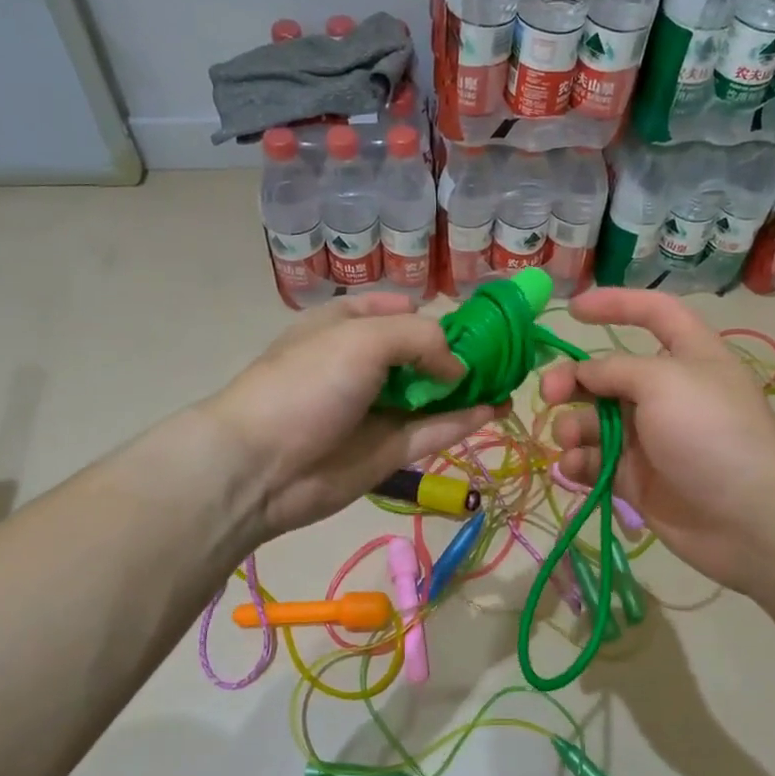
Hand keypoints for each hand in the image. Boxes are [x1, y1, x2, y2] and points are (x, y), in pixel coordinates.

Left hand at [203, 294, 495, 540]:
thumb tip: (456, 366)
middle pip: (420, 353)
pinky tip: (497, 408)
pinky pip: (433, 430)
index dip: (430, 311)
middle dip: (459, 351)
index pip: (393, 309)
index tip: (470, 319)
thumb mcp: (363, 337)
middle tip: (505, 352)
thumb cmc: (308, 384)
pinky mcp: (388, 450)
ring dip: (469, 387)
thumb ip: (421, 339)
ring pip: (432, 395)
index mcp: (345, 325)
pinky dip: (464, 420)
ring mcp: (376, 410)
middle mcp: (362, 365)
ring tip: (512, 380)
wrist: (262, 466)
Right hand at [538, 289, 774, 597]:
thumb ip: (615, 369)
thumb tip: (584, 372)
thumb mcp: (663, 382)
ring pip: (594, 421)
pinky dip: (579, 462)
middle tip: (548, 392)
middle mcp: (667, 393)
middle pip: (608, 374)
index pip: (653, 313)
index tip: (572, 311)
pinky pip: (596, 461)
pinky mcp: (636, 478)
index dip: (615, 304)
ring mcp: (650, 439)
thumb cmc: (711, 433)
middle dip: (573, 380)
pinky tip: (574, 468)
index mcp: (689, 355)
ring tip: (569, 439)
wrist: (748, 518)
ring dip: (573, 426)